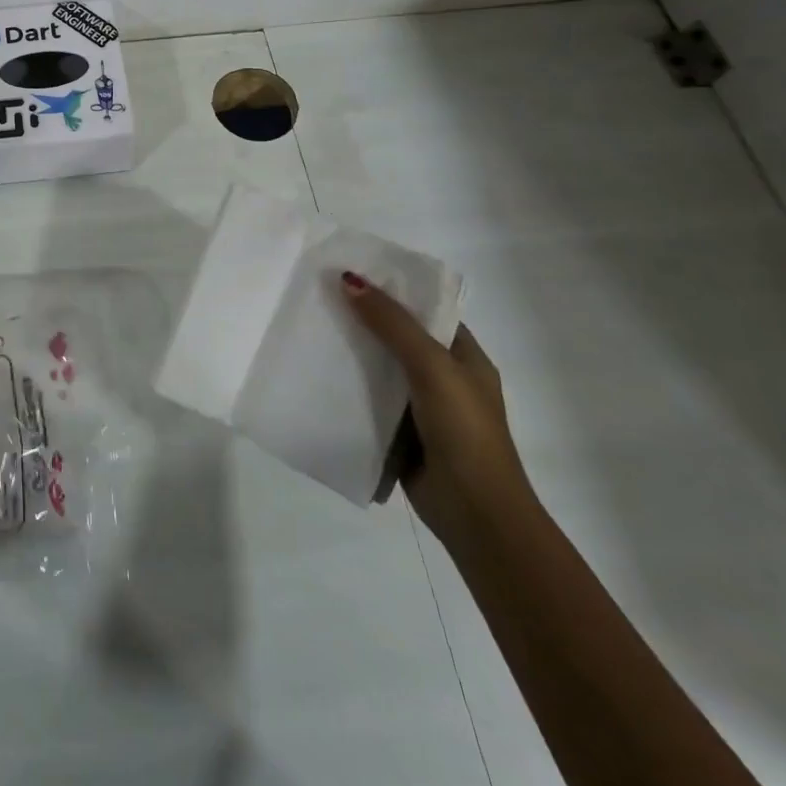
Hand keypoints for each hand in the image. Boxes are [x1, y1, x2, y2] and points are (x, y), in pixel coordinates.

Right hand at [339, 274, 538, 546]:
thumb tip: (349, 279)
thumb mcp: (432, 366)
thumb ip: (392, 324)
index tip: (351, 272)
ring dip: (351, 352)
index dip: (393, 290)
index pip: (426, 311)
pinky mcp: (400, 433)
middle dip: (364, 318)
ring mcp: (422, 408)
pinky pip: (368, 399)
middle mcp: (444, 378)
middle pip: (398, 337)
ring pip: (380, 368)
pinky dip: (347, 386)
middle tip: (320, 294)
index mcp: (465, 358)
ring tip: (309, 326)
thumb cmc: (464, 431)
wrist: (476, 514)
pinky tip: (316, 372)